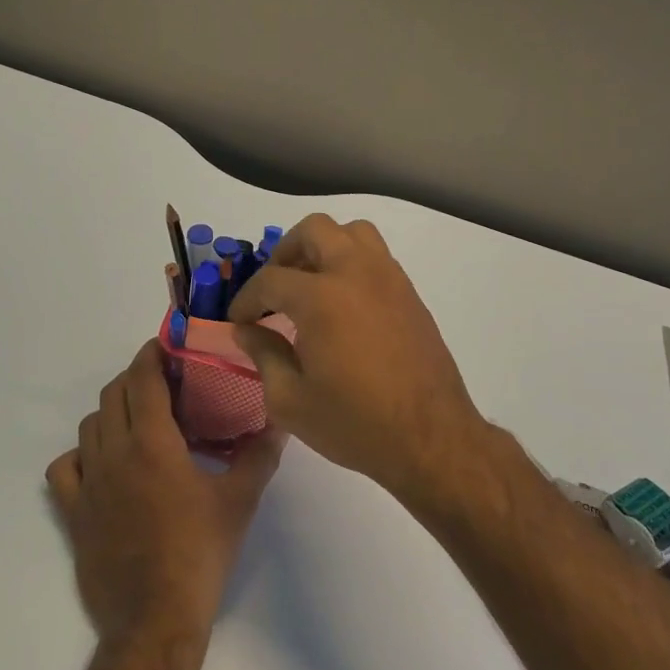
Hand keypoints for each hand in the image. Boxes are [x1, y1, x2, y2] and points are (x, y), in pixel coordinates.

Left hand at [46, 342, 283, 657]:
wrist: (154, 620)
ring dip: (110, 413)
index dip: (150, 355)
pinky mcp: (73, 513)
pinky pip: (64, 469)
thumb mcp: (239, 502)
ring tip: (136, 423)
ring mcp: (88, 483)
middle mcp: (114, 452)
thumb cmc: (200, 555)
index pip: (143, 379)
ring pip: (88, 426)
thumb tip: (279, 422)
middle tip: (161, 385)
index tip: (164, 346)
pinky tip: (100, 465)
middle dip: (134, 380)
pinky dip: (79, 456)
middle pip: (113, 395)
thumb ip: (259, 456)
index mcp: (153, 442)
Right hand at [226, 214, 486, 496]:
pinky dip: (352, 263)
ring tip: (311, 283)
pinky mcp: (410, 293)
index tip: (239, 319)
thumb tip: (247, 330)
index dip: (247, 298)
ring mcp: (388, 279)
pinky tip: (343, 303)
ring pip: (352, 233)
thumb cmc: (355, 423)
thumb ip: (263, 355)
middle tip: (274, 288)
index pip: (270, 279)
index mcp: (321, 298)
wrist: (431, 439)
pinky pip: (376, 256)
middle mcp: (355, 273)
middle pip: (314, 230)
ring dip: (324, 247)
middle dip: (285, 253)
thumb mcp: (290, 400)